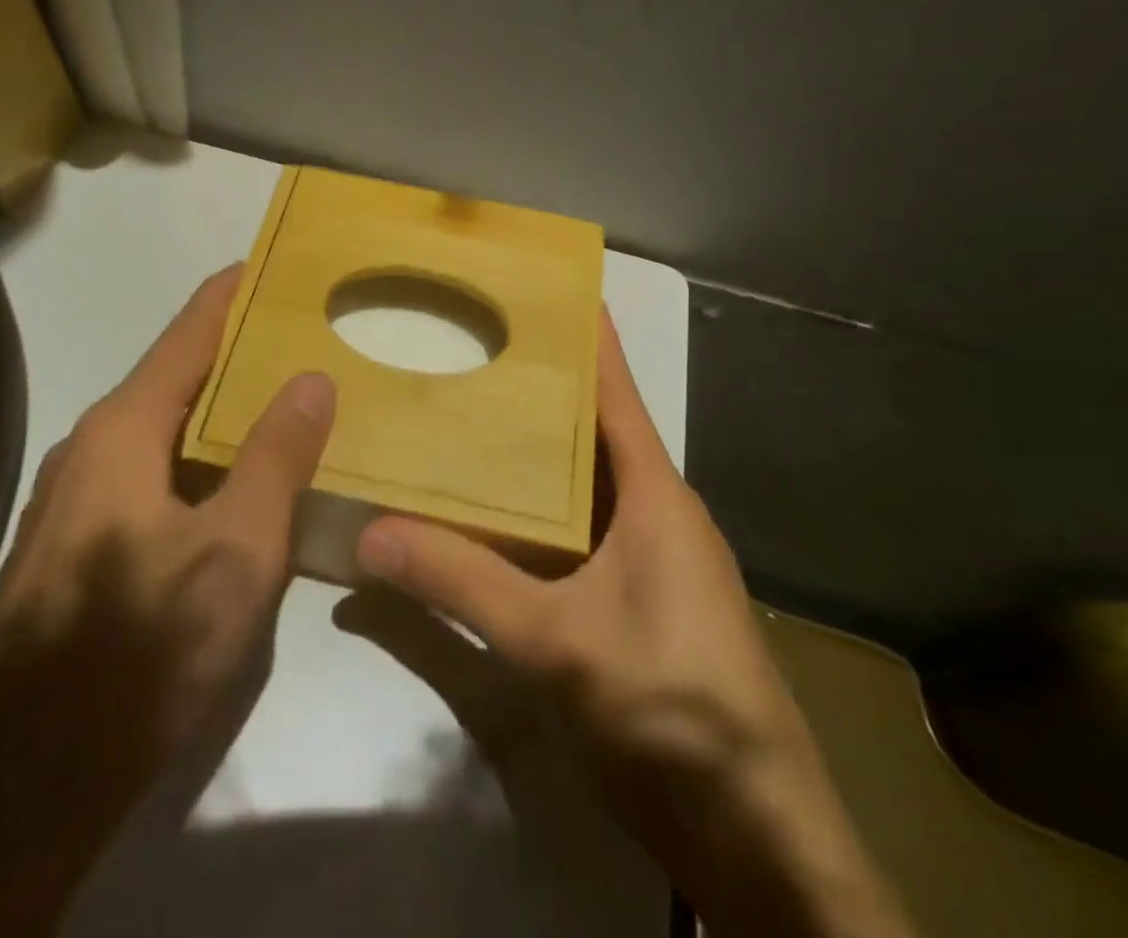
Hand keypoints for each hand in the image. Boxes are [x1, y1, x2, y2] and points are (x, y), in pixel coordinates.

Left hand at [0, 267, 335, 937]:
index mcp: (123, 431)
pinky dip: (202, 459)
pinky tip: (237, 484)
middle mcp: (93, 449)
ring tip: (283, 400)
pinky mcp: (80, 547)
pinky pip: (154, 475)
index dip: (230, 295)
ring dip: (221, 411)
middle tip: (302, 338)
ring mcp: (78, 501)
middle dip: (237, 353)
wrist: (19, 786)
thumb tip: (311, 379)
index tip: (271, 262)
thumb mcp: (234, 552)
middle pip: (176, 378)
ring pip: (165, 432)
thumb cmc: (137, 651)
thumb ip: (276, 459)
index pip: (187, 335)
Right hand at [354, 311, 910, 937]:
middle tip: (473, 347)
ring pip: (582, 486)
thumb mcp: (556, 642)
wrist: (758, 841)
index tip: (548, 287)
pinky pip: (578, 534)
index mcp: (656, 496)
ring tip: (468, 417)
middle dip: (540, 390)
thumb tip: (369, 535)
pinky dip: (537, 514)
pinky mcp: (636, 603)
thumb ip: (462, 584)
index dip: (589, 338)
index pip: (618, 393)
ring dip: (535, 456)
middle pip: (592, 433)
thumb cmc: (673, 710)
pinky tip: (490, 516)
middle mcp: (656, 514)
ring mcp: (650, 562)